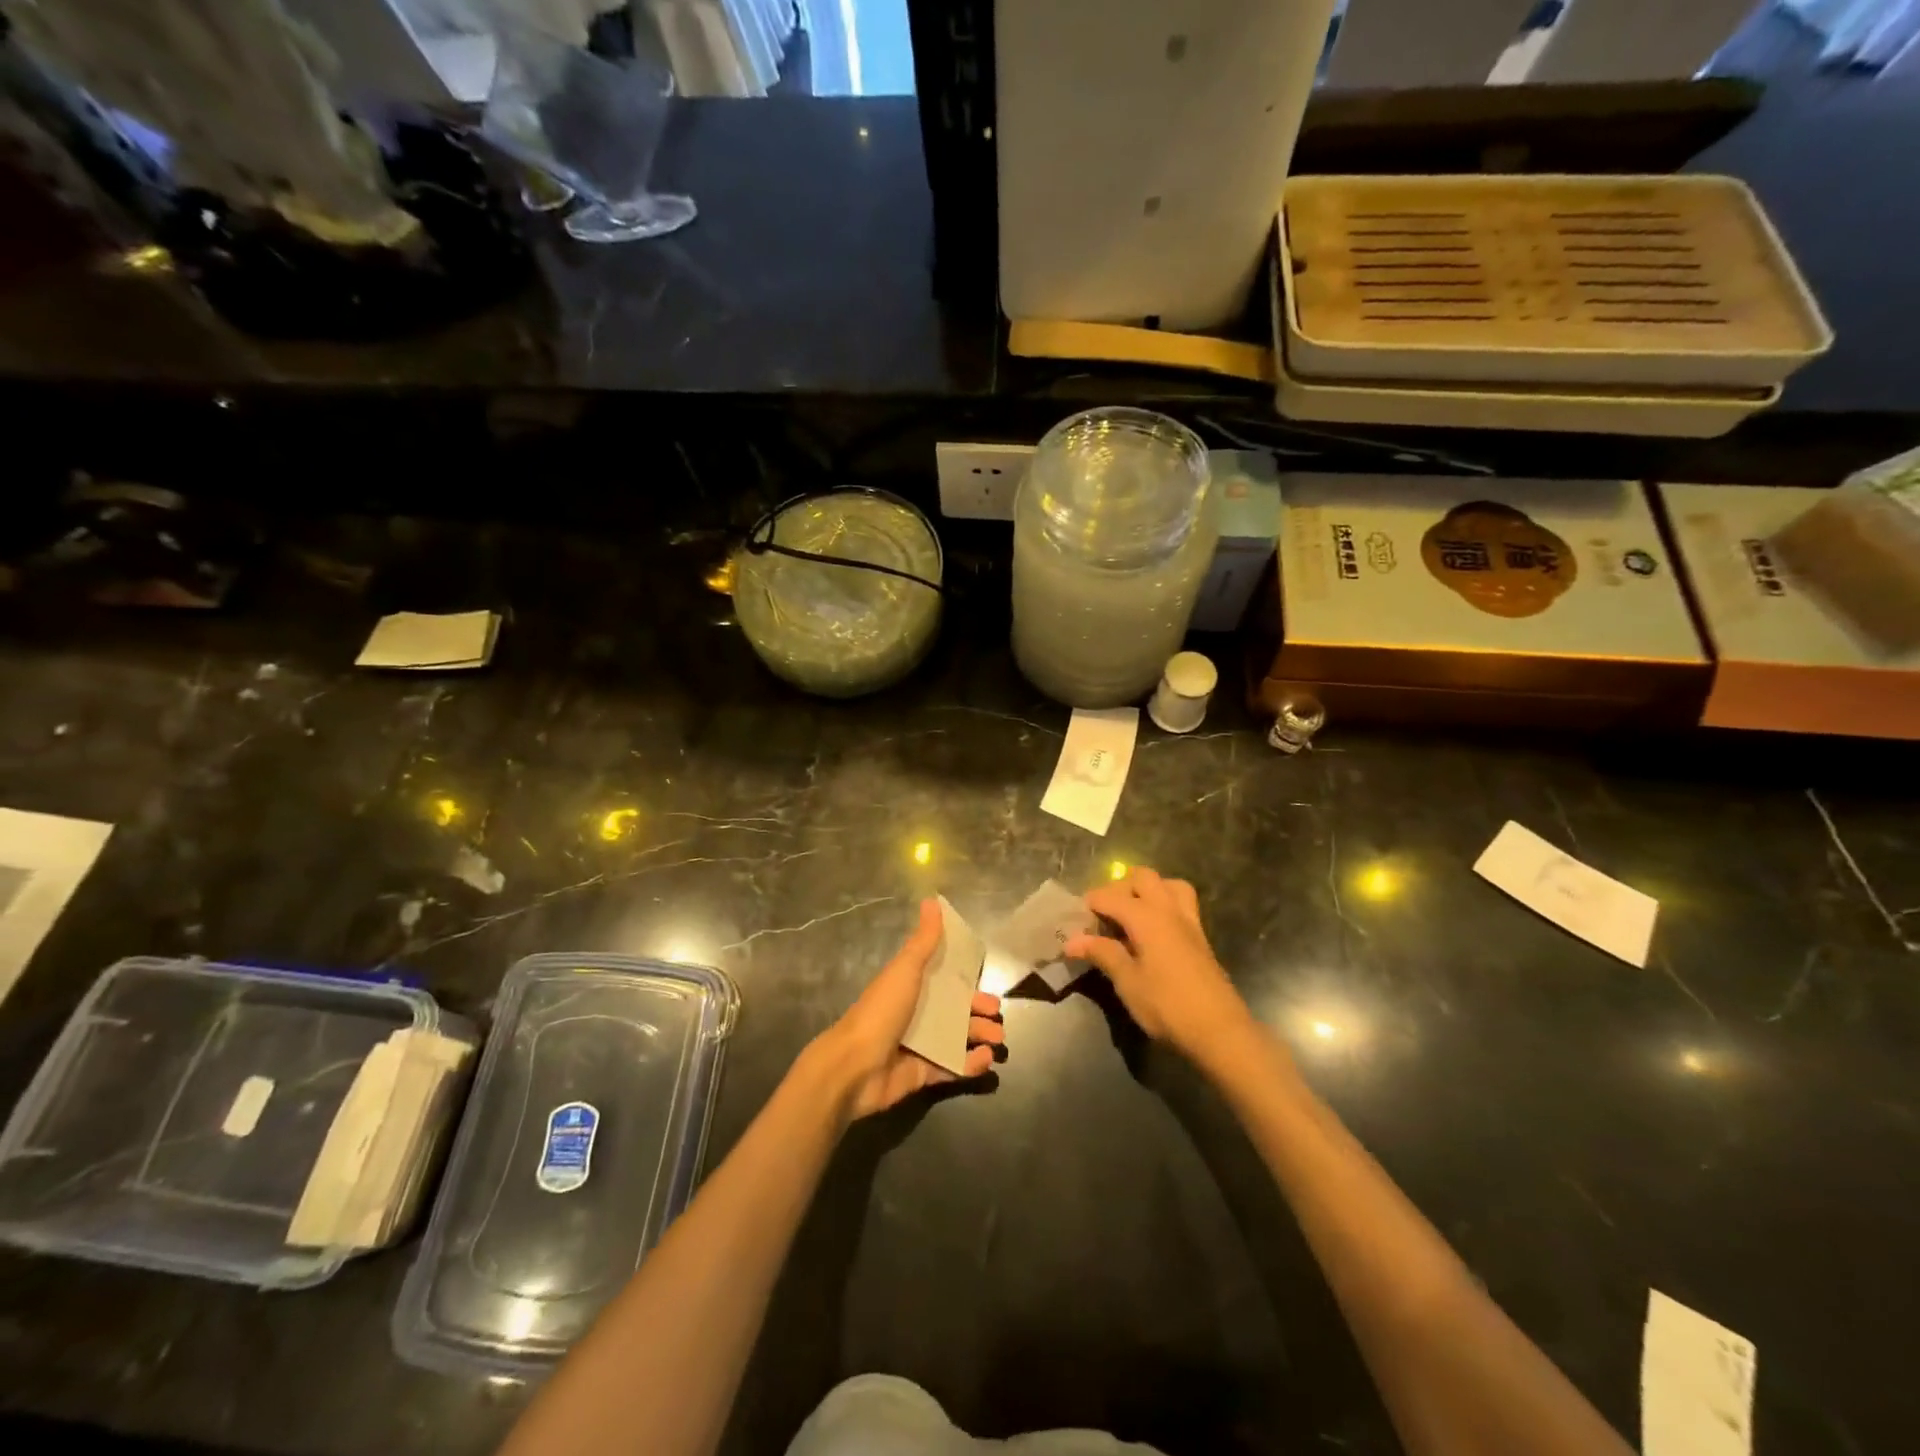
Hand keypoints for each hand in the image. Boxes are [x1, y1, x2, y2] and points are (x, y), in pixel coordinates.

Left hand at [810, 898, 1003, 1121]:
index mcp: (910, 987)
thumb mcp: (905, 969)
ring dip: (980, 1036)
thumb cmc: (882, 1011)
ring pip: (957, 1038)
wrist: (854, 1065)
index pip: (943, 980)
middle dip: (978, 1011)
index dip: (965, 980)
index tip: (987, 979)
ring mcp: (919, 1045)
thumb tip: (932, 900)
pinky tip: (985, 1059)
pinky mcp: (922, 1074)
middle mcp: (915, 1014)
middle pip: (954, 1010)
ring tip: (998, 1038)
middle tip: (997, 1015)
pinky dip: (970, 1064)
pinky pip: (952, 1067)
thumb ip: (923, 941)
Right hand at [1066, 868, 1253, 1062]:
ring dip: (1148, 890)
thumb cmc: (1167, 1006)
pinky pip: (1181, 903)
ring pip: (1168, 884)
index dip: (1090, 904)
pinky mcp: (1200, 936)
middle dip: (1119, 888)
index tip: (1075, 921)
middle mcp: (1168, 909)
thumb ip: (1102, 953)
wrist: (1220, 1031)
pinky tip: (1153, 932)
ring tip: (1132, 914)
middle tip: (1104, 915)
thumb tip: (1072, 940)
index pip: (1110, 896)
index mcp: (1146, 917)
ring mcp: (1189, 921)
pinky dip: (1164, 904)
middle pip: (1142, 877)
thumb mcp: (1128, 982)